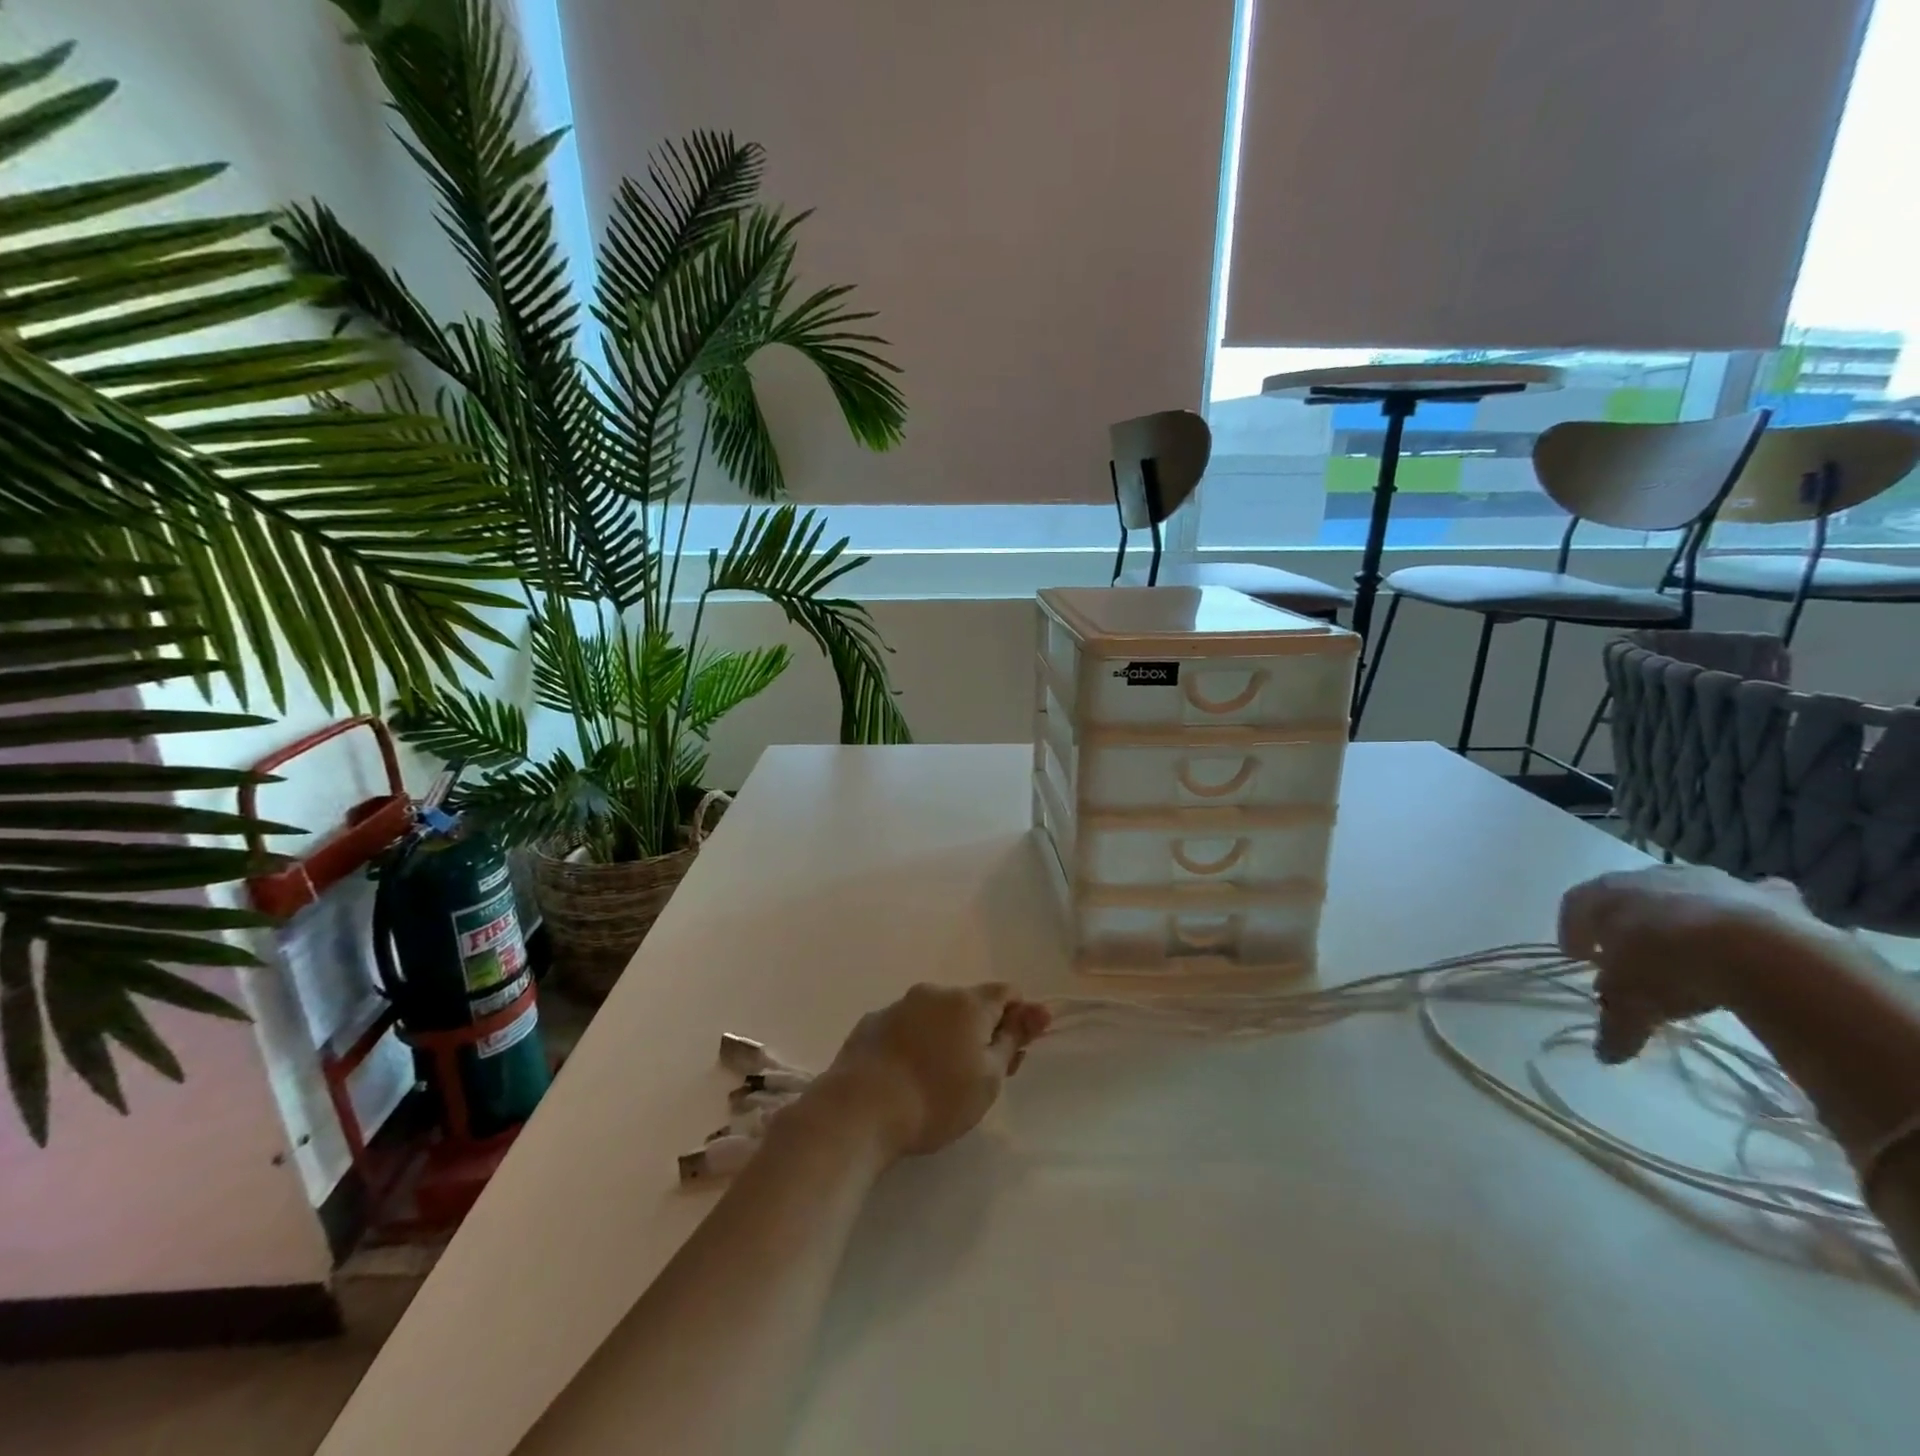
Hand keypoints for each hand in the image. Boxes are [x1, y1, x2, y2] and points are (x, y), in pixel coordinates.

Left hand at [805, 983, 1050, 1159]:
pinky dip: (913, 1044)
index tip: (1014, 1055)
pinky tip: (904, 1077)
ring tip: (936, 1083)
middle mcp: (934, 993)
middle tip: (979, 1078)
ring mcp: (898, 1005)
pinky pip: (904, 1027)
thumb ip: (1014, 1040)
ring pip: (935, 1015)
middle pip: (970, 1005)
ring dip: (945, 1037)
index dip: (1018, 1019)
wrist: (859, 1110)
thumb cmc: (936, 1099)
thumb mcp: (988, 1078)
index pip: (1007, 992)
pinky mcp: (870, 1023)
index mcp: (968, 1002)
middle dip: (981, 1032)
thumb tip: (1039, 1009)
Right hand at [1558, 865, 1818, 1063]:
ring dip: (1686, 917)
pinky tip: (1757, 940)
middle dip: (1628, 923)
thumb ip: (1617, 1025)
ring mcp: (1712, 881)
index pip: (1574, 905)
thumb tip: (1606, 1054)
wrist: (1760, 953)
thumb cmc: (1668, 968)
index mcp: (1605, 895)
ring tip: (1695, 951)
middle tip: (1634, 955)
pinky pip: (1754, 899)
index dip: (1573, 931)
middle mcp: (1651, 878)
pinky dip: (1753, 916)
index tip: (1577, 957)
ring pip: (1688, 894)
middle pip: (1630, 896)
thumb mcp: (1632, 1006)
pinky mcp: (1768, 895)